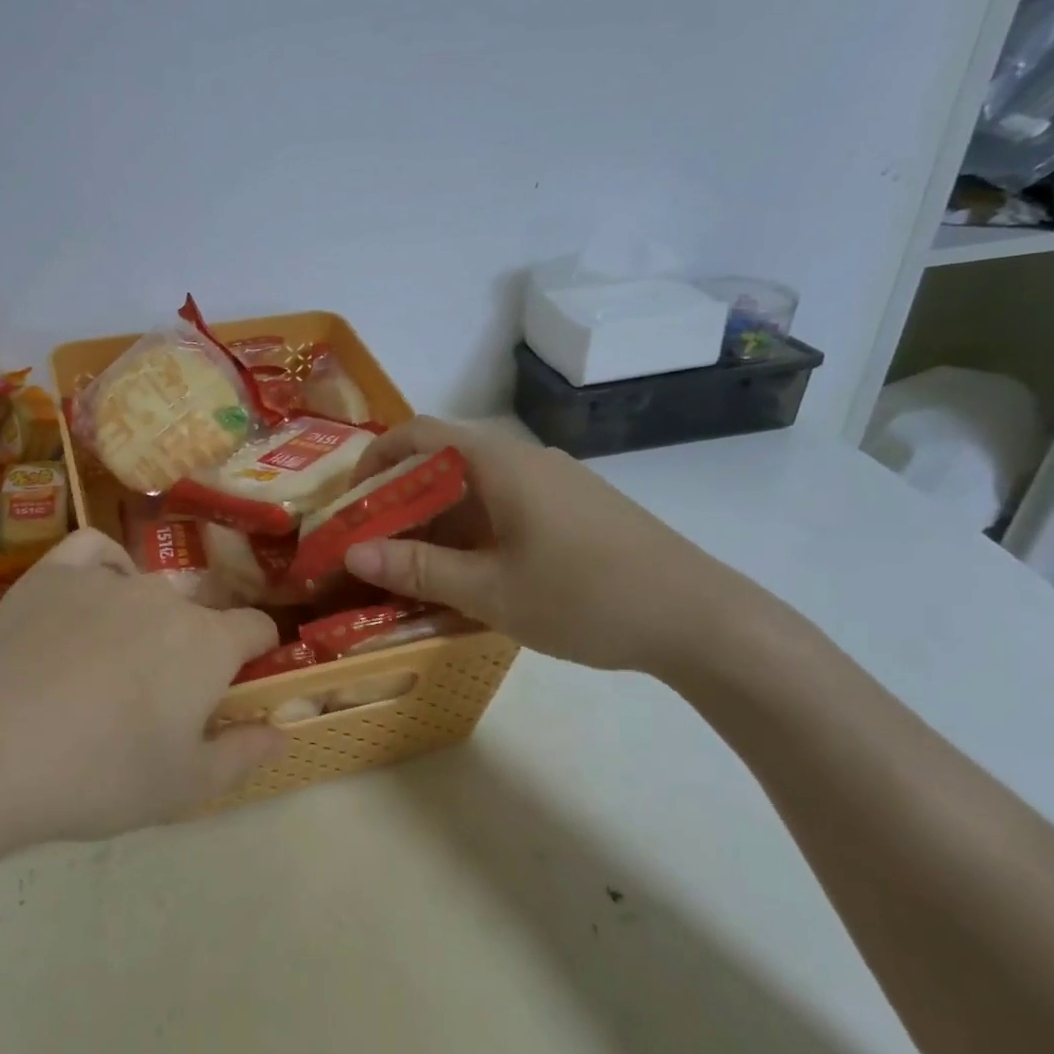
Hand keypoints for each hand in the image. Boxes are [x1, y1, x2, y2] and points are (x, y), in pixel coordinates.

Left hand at [0, 530, 285, 852]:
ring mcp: (107, 578)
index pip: (257, 628)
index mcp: (207, 643)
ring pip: (147, 587)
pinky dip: (104, 566)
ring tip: (109, 661)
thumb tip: (281, 731)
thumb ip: (242, 755)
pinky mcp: (54, 572)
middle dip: (192, 646)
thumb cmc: (97, 776)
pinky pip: (94, 551)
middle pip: (197, 613)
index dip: (256, 653)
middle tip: (156, 695)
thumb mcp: (183, 787)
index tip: (237, 683)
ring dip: (145, 617)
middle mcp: (165, 597)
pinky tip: (93, 594)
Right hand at [341, 418, 759, 679]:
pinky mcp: (576, 507)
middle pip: (444, 460)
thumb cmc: (586, 597)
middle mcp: (525, 458)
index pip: (419, 433)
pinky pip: (507, 504)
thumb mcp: (490, 591)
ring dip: (438, 520)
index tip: (352, 502)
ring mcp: (556, 482)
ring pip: (476, 486)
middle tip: (376, 547)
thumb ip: (417, 569)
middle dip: (402, 500)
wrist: (701, 619)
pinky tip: (476, 575)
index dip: (376, 459)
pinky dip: (474, 529)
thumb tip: (352, 552)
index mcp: (499, 462)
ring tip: (418, 569)